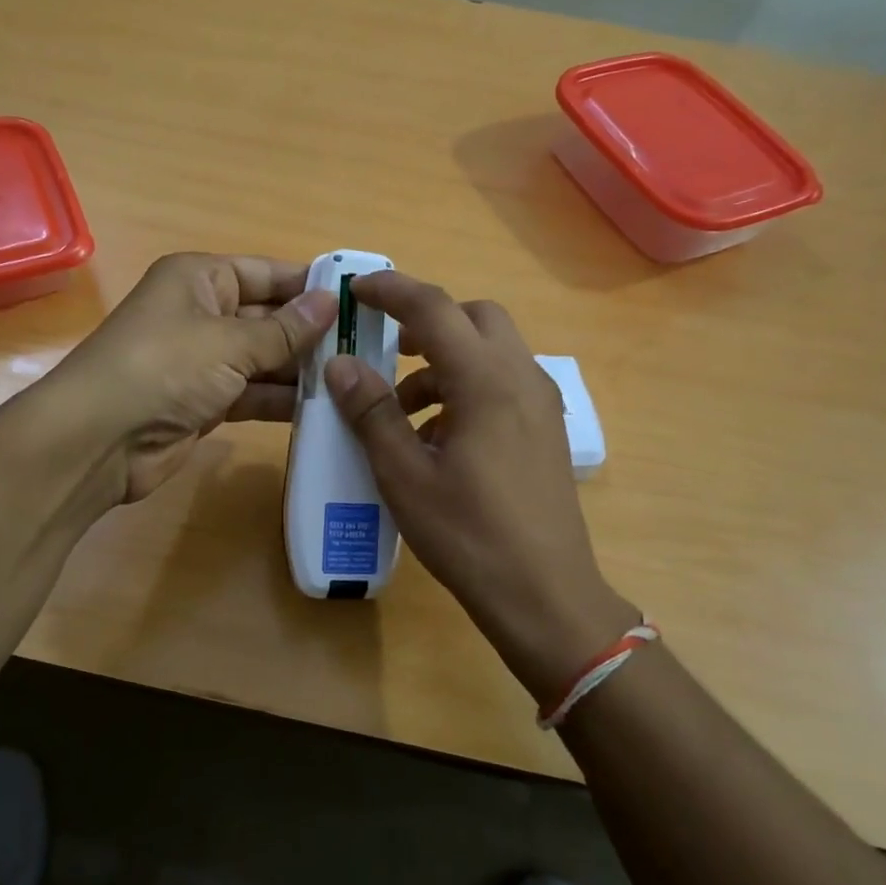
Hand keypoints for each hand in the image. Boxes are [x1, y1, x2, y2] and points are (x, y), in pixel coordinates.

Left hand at [48, 252, 336, 502]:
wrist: (99, 440)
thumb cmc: (164, 368)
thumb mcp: (228, 342)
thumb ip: (283, 330)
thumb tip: (329, 302)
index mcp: (200, 279)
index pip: (266, 273)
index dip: (309, 285)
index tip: (358, 300)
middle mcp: (201, 314)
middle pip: (267, 318)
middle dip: (311, 334)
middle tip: (367, 349)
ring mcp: (201, 362)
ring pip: (262, 360)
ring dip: (300, 371)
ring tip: (355, 381)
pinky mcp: (203, 403)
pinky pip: (251, 394)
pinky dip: (280, 401)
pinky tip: (323, 409)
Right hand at [324, 271, 638, 702]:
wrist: (545, 594)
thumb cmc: (468, 535)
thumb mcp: (404, 475)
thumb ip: (372, 412)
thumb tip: (340, 364)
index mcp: (486, 381)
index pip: (434, 309)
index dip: (391, 290)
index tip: (356, 290)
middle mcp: (521, 378)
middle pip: (474, 317)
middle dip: (427, 322)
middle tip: (386, 349)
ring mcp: (540, 404)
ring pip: (491, 351)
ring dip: (444, 362)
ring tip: (402, 412)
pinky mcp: (545, 430)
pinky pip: (503, 384)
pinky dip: (466, 388)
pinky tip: (439, 439)